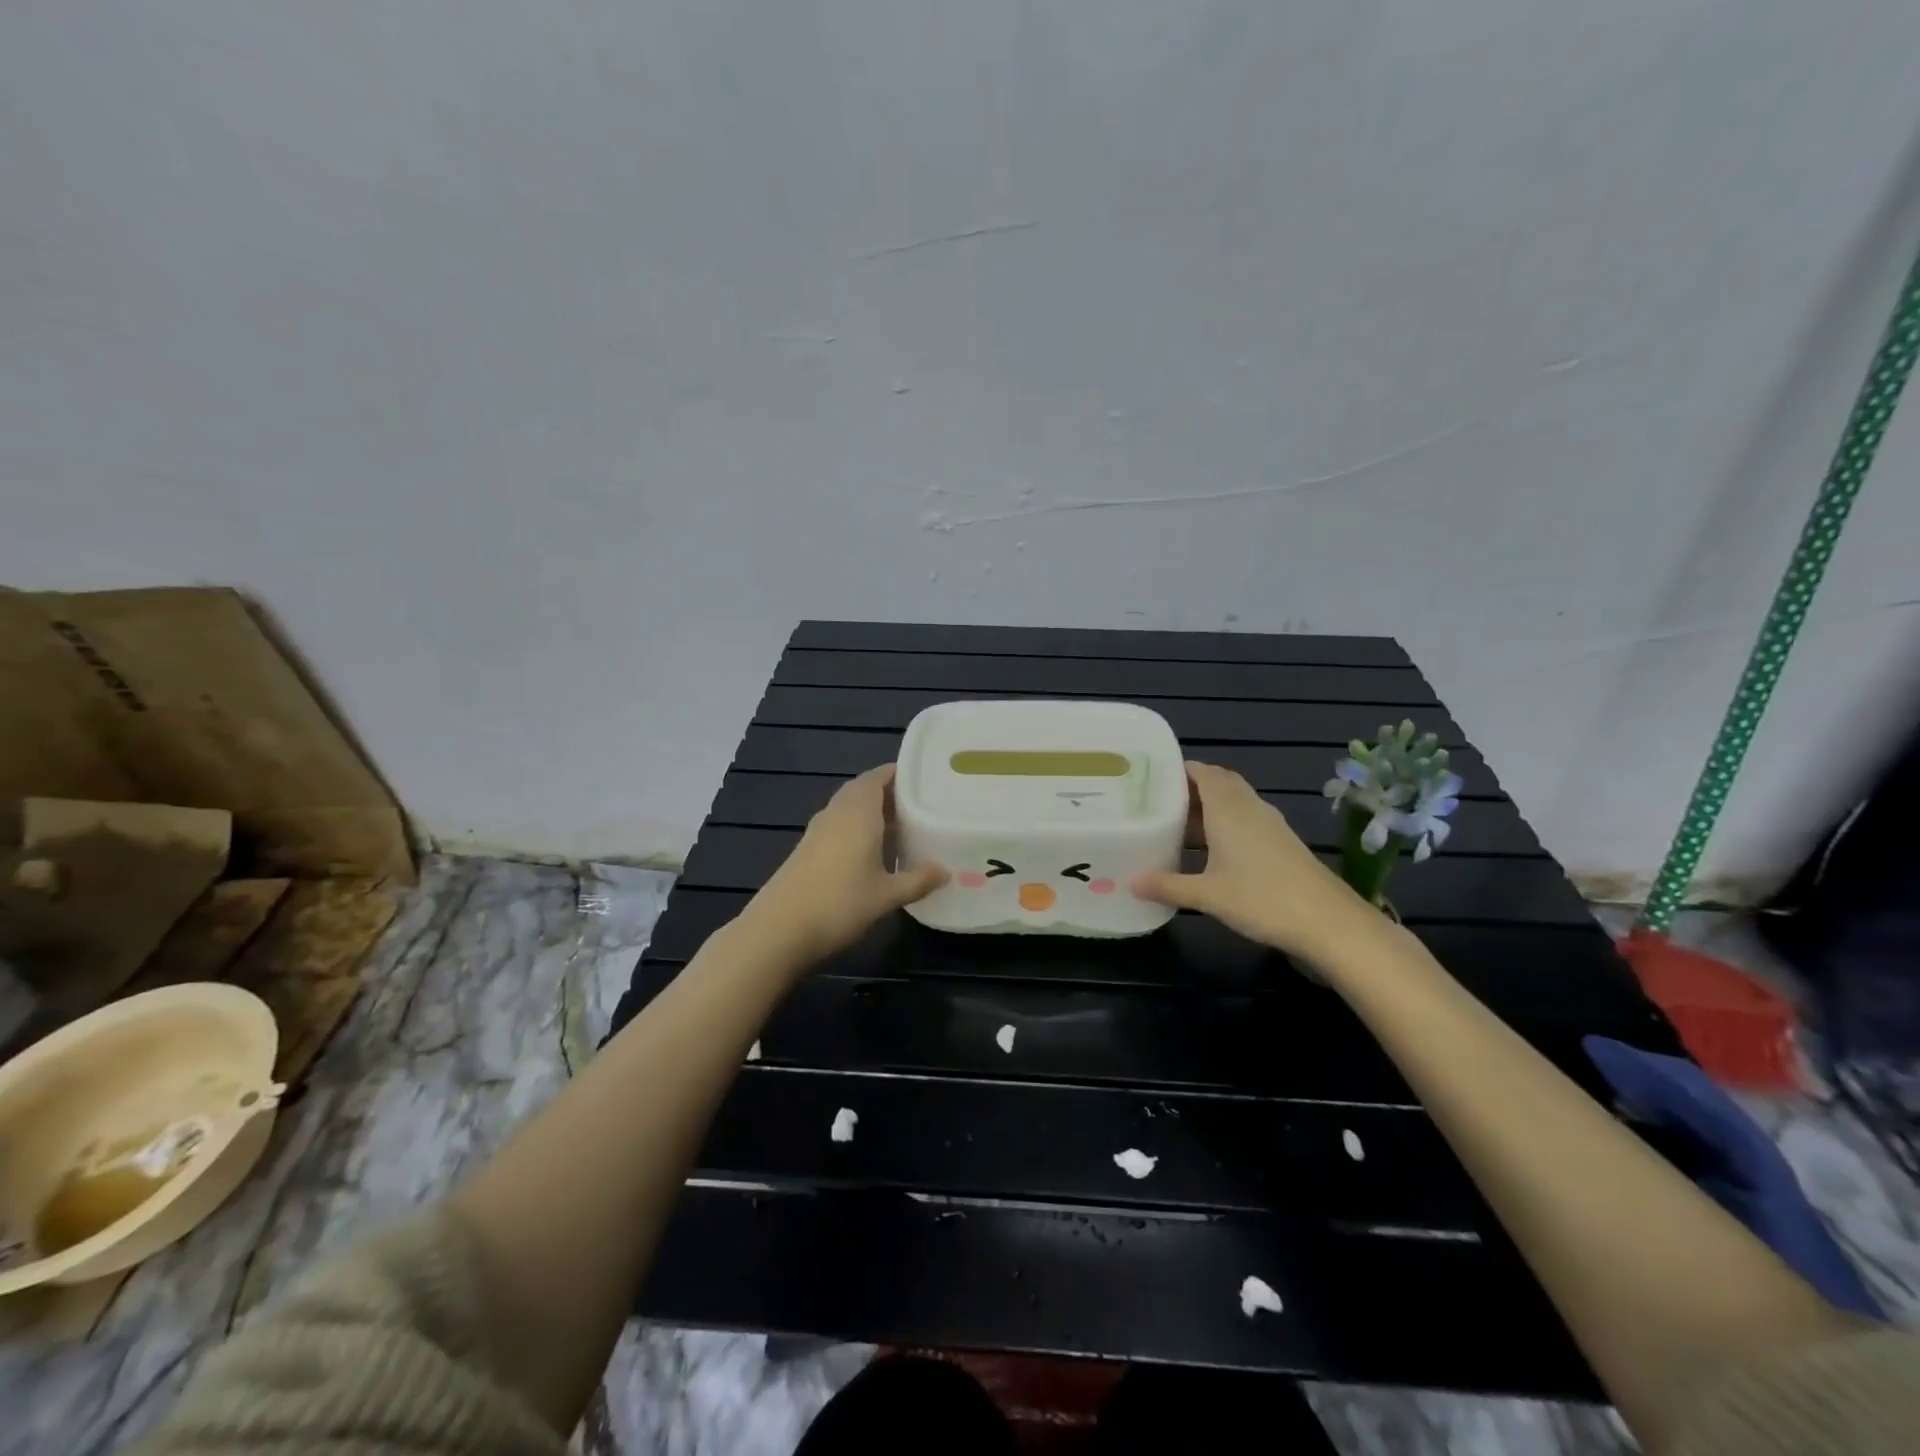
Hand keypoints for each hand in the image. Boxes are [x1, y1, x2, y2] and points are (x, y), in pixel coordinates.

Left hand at [739, 766, 946, 968]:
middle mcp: (837, 812)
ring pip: (849, 808)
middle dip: (890, 794)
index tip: (925, 779)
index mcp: (858, 811)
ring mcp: (817, 831)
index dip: (900, 774)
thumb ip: (918, 880)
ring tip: (902, 827)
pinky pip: (838, 826)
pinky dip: (857, 829)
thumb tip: (946, 871)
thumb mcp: (887, 895)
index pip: (878, 776)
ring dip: (872, 812)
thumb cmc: (839, 904)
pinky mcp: (807, 850)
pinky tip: (872, 853)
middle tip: (920, 806)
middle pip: (864, 790)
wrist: (779, 930)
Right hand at [1131, 761, 1381, 966]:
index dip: (1177, 770)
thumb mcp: (1207, 895)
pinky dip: (1225, 823)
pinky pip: (1245, 819)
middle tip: (1160, 802)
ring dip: (1209, 806)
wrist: (1328, 922)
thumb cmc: (1262, 899)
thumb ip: (1168, 885)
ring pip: (1234, 801)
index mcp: (1228, 809)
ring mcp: (1269, 824)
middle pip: (1218, 782)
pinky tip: (1210, 849)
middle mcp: (1248, 807)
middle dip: (1190, 787)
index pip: (1202, 772)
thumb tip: (1130, 882)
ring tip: (1177, 824)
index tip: (1151, 777)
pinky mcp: (1281, 841)